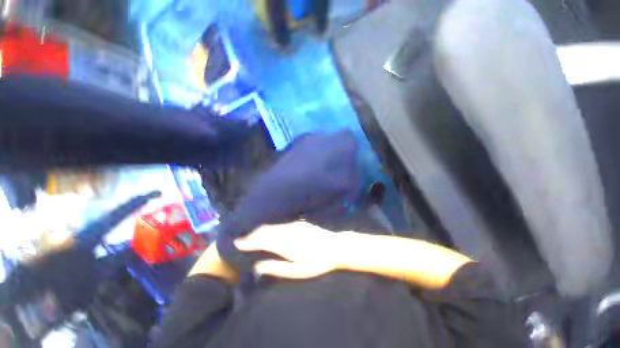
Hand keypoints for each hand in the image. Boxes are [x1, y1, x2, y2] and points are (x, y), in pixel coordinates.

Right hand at [234, 221, 341, 278]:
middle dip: (250, 234)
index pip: (261, 240)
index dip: (247, 241)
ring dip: (259, 228)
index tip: (235, 243)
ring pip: (271, 225)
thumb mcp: (298, 271)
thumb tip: (257, 266)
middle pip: (264, 230)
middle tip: (239, 237)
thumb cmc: (317, 262)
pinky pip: (279, 223)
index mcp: (286, 244)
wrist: (335, 246)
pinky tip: (267, 228)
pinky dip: (270, 226)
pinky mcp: (299, 222)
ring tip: (249, 233)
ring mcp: (294, 224)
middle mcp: (288, 231)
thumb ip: (277, 268)